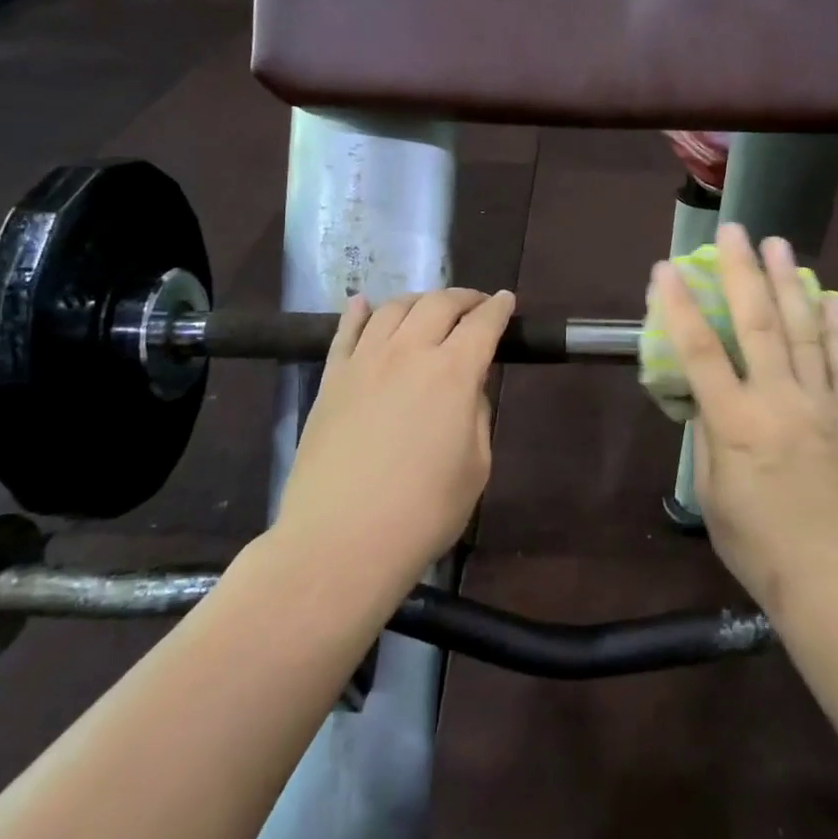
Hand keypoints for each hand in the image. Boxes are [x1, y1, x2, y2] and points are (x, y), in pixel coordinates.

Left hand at [274, 288, 515, 585]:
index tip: (506, 300)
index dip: (498, 308)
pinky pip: (345, 333)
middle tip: (475, 305)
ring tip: (428, 308)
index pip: (482, 324)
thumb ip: (476, 414)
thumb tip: (466, 387)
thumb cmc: (424, 511)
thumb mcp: (476, 466)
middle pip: (438, 304)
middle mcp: (409, 353)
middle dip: (463, 298)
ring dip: (418, 300)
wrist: (341, 540)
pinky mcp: (331, 380)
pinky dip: (359, 312)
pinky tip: (363, 304)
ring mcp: (364, 362)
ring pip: (393, 309)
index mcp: (454, 372)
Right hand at [652, 225, 837, 617]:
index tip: (666, 269)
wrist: (832, 576)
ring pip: (804, 330)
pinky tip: (831, 297)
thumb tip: (711, 395)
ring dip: (790, 282)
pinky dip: (837, 327)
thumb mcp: (710, 491)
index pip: (699, 351)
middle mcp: (779, 400)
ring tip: (780, 244)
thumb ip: (709, 433)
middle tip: (735, 230)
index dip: (679, 306)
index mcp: (735, 421)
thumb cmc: (756, 541)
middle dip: (742, 272)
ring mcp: (822, 403)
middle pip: (758, 323)